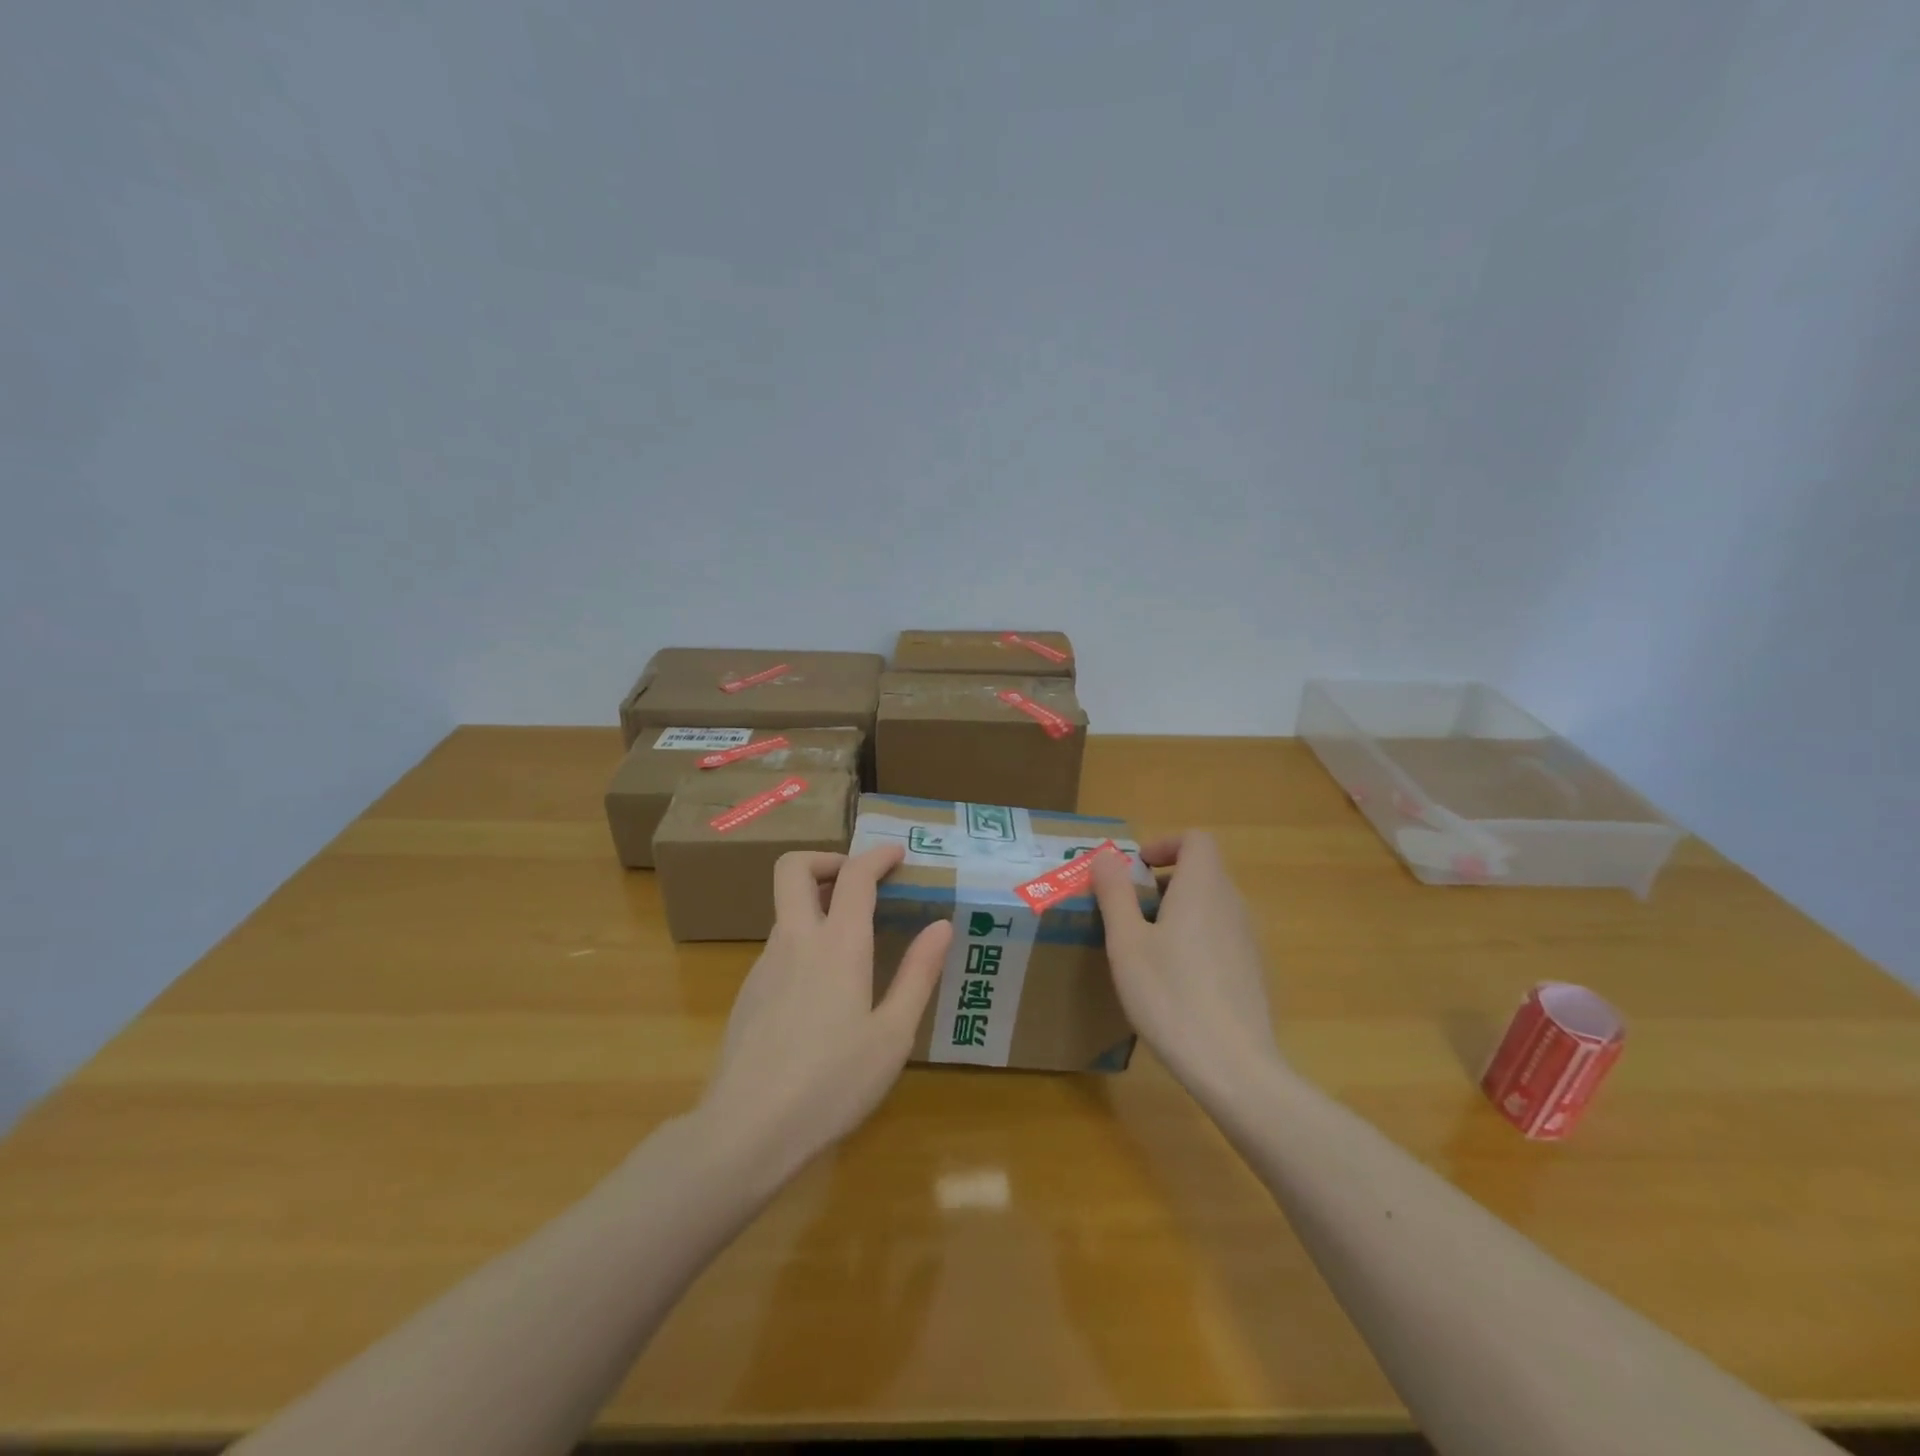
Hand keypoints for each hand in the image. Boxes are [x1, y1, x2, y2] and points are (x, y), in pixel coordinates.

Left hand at [698, 844, 950, 1186]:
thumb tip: (941, 925)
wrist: (746, 1130)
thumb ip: (918, 974)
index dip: (876, 856)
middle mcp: (795, 941)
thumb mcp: (892, 1035)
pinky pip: (780, 946)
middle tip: (859, 881)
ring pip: (786, 909)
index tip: (897, 855)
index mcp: (838, 945)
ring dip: (817, 904)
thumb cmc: (832, 1083)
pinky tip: (824, 990)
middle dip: (826, 859)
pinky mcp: (749, 993)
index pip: (855, 875)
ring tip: (853, 940)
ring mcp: (764, 965)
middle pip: (793, 868)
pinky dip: (805, 941)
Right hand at [1091, 832, 1283, 1103]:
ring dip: (1177, 911)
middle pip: (1202, 872)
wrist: (1233, 1067)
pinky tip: (1172, 981)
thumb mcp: (1127, 942)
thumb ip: (1115, 893)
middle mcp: (1232, 904)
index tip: (1135, 869)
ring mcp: (1248, 940)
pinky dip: (1194, 939)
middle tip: (1128, 911)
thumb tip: (1105, 856)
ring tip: (1144, 947)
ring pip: (1210, 906)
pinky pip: (1220, 936)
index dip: (1165, 844)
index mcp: (1203, 887)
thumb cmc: (1170, 995)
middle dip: (1162, 881)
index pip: (1196, 840)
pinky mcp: (1253, 972)